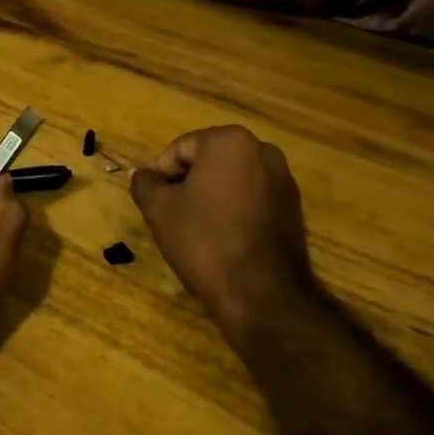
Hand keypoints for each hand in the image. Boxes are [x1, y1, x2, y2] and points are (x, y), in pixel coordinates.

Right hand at [129, 125, 317, 343]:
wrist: (261, 294)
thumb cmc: (204, 241)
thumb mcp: (159, 210)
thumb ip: (144, 183)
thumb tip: (140, 173)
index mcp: (230, 141)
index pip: (179, 150)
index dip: (160, 176)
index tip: (153, 204)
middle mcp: (262, 150)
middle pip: (207, 161)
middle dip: (186, 184)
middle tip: (170, 216)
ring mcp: (283, 179)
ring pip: (230, 180)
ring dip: (210, 197)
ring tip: (195, 230)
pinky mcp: (293, 207)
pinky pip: (251, 198)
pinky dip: (233, 210)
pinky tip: (222, 238)